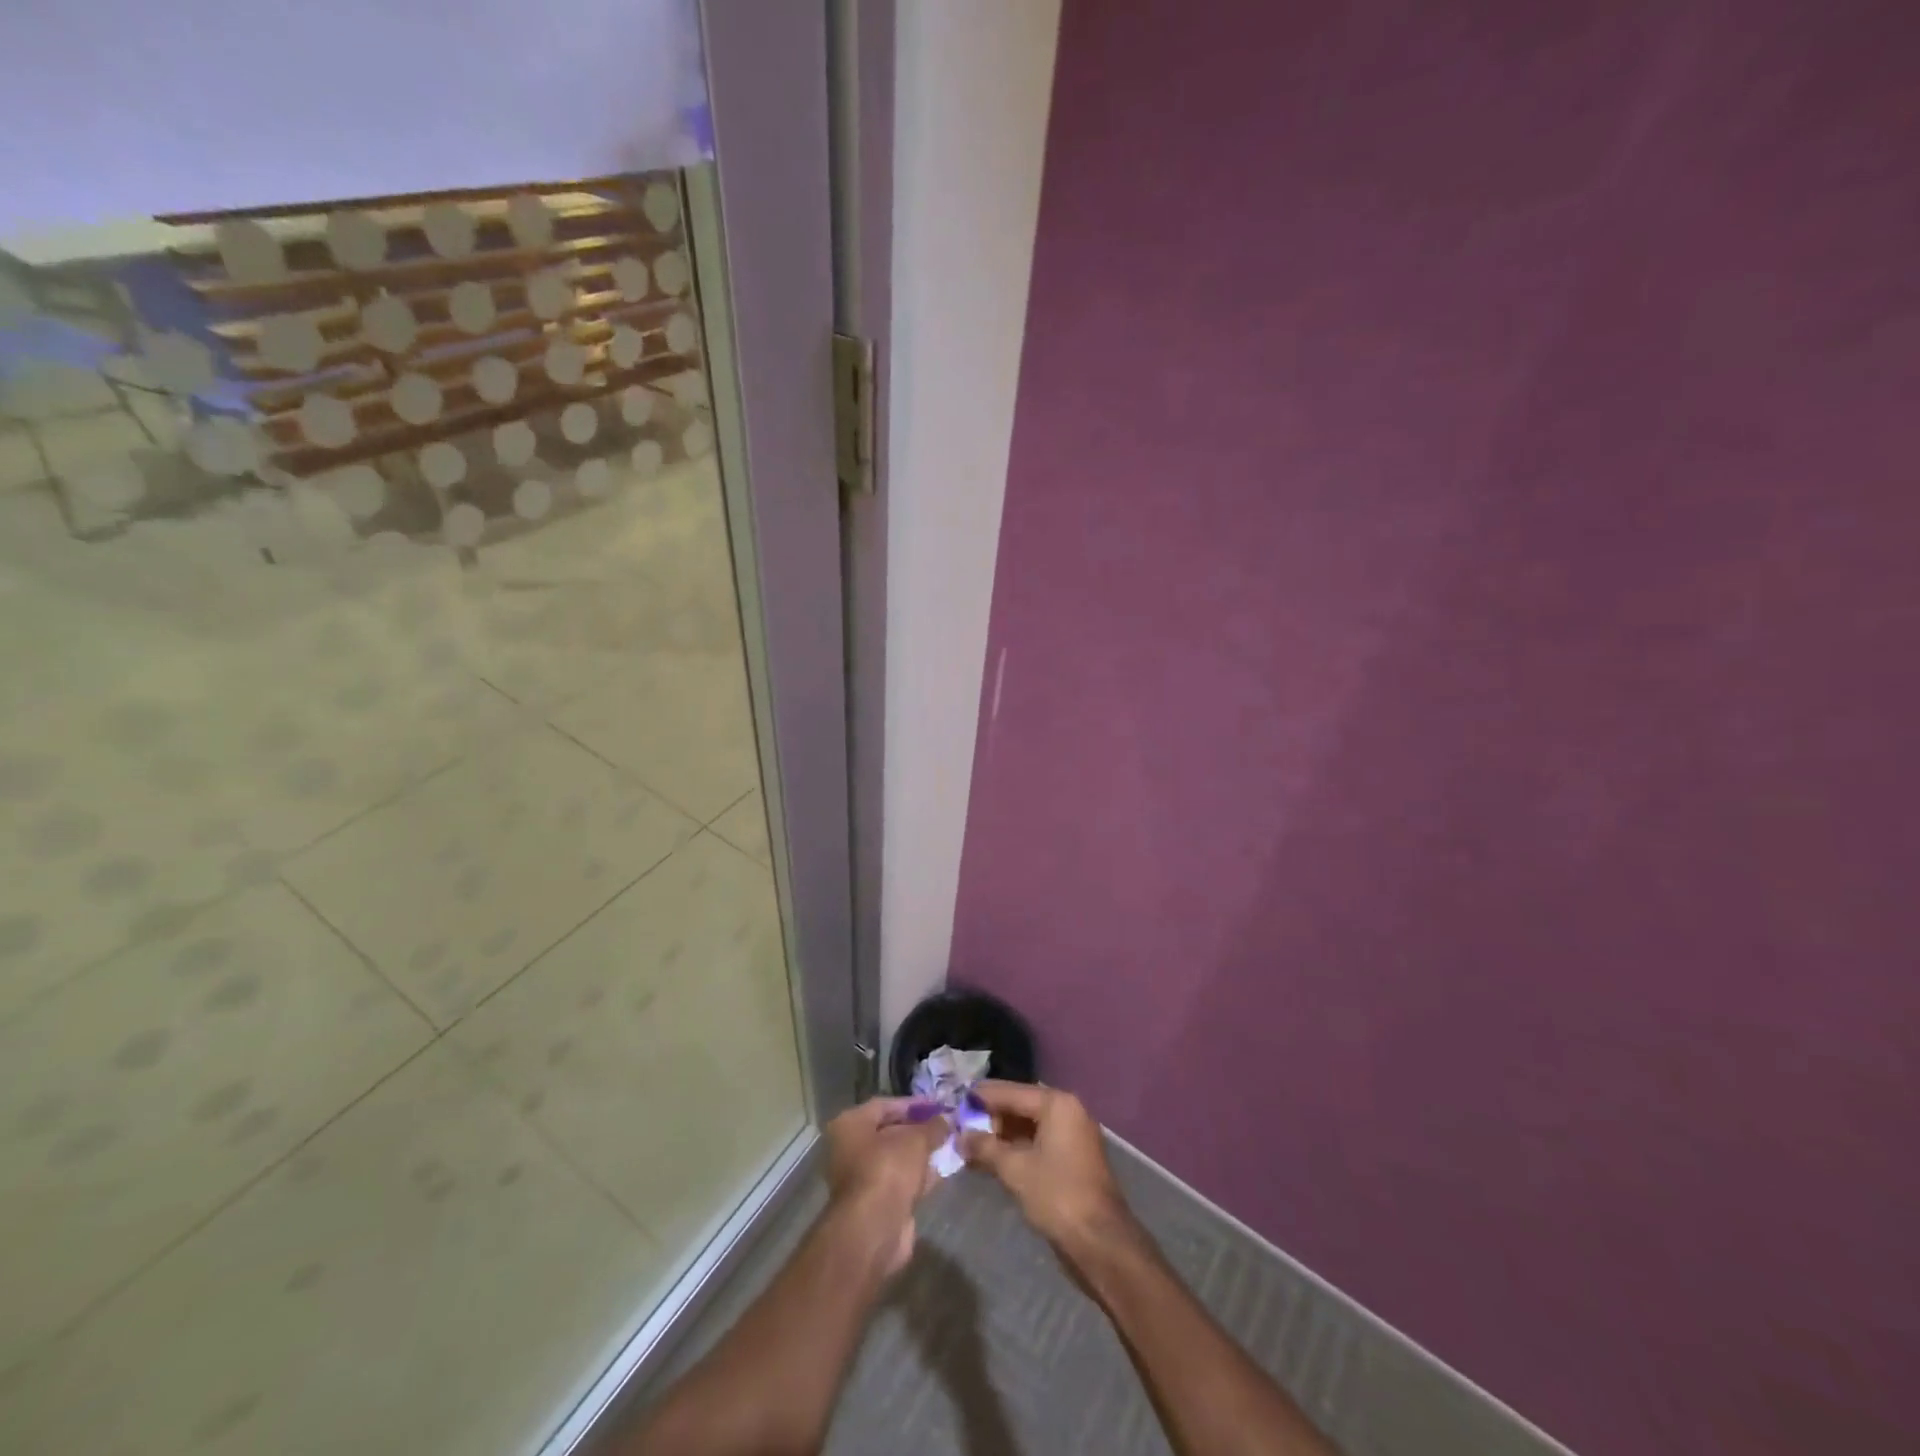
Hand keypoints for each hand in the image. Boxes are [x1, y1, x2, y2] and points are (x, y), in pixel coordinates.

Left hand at [824, 1098, 947, 1274]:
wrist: (875, 1229)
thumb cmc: (888, 1169)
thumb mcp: (916, 1139)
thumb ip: (933, 1126)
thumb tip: (946, 1119)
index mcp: (850, 1124)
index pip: (885, 1105)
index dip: (914, 1104)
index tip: (939, 1105)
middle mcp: (850, 1148)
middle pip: (890, 1132)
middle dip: (920, 1130)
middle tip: (947, 1126)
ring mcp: (862, 1178)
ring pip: (897, 1159)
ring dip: (922, 1154)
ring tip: (951, 1146)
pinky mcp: (875, 1203)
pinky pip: (901, 1181)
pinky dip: (919, 1176)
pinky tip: (943, 1170)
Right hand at [960, 1082, 1132, 1256]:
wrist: (1100, 1242)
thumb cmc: (1057, 1195)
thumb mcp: (1015, 1169)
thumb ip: (985, 1147)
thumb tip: (960, 1136)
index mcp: (1057, 1104)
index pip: (1011, 1092)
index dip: (982, 1097)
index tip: (956, 1101)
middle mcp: (1067, 1111)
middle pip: (1020, 1106)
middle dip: (990, 1118)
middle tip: (960, 1128)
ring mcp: (1072, 1136)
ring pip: (1028, 1127)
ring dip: (1000, 1137)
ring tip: (969, 1146)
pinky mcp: (1071, 1159)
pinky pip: (1037, 1143)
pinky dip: (1015, 1150)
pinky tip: (990, 1161)